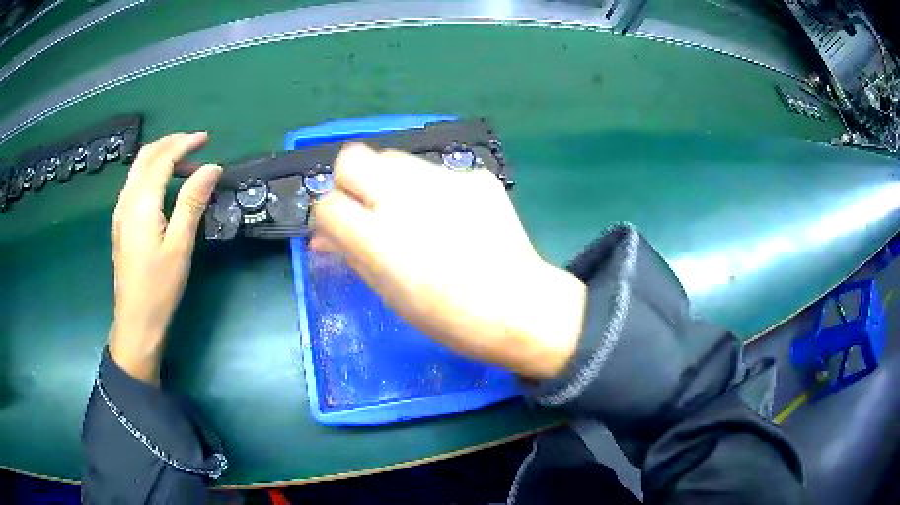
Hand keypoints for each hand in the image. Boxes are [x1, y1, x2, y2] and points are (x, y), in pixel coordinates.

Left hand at [109, 133, 221, 383]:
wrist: (135, 321)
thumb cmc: (159, 287)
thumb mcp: (180, 245)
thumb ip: (193, 201)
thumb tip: (212, 167)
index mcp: (141, 203)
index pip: (162, 158)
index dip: (184, 143)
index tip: (206, 140)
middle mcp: (127, 200)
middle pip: (146, 156)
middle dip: (171, 143)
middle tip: (196, 145)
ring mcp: (121, 211)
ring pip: (138, 168)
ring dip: (161, 156)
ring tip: (185, 164)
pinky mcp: (121, 222)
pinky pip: (135, 183)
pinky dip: (152, 172)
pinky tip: (164, 185)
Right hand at [312, 145, 586, 378]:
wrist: (520, 306)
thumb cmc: (450, 317)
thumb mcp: (391, 294)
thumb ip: (351, 256)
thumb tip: (321, 237)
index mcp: (381, 239)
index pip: (327, 204)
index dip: (327, 217)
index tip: (340, 230)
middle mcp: (407, 198)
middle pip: (352, 157)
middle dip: (350, 181)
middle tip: (367, 208)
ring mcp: (444, 180)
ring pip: (392, 157)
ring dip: (388, 181)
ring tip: (411, 212)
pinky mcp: (474, 176)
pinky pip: (435, 171)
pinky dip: (430, 188)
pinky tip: (450, 215)